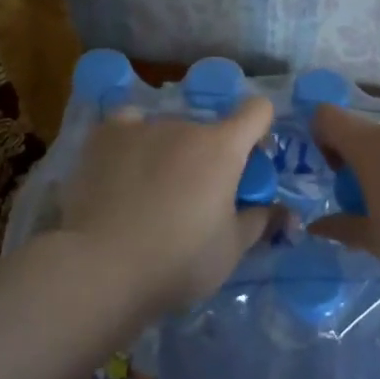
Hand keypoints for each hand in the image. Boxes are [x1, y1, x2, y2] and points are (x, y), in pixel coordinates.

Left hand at [57, 97, 276, 314]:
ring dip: (170, 153)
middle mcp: (185, 125)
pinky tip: (123, 166)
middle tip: (195, 199)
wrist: (102, 267)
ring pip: (167, 132)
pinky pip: (128, 125)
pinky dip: (131, 140)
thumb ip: (259, 221)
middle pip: (207, 131)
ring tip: (149, 194)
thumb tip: (277, 209)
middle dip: (208, 158)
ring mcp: (142, 126)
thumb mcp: (231, 250)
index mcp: (223, 148)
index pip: (257, 111)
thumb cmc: (178, 261)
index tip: (249, 162)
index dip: (259, 131)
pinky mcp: (104, 136)